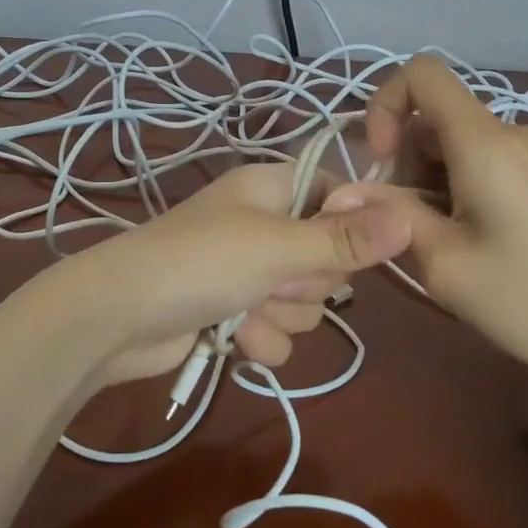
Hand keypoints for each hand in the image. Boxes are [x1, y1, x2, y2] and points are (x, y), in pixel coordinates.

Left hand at [61, 162, 413, 386]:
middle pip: (328, 257)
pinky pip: (278, 329)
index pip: (339, 196)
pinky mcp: (236, 312)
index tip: (353, 249)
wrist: (117, 319)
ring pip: (306, 301)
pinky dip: (260, 339)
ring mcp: (249, 270)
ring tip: (246, 309)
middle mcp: (264, 224)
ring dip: (282, 315)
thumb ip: (345, 239)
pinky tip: (236, 338)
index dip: (352, 225)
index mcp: (272, 188)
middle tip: (275, 279)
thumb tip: (410, 218)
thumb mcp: (278, 247)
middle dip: (306, 281)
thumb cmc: (200, 263)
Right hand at [350, 55, 527, 400]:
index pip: (422, 73)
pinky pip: (495, 163)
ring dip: (436, 182)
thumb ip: (391, 217)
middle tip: (411, 228)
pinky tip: (486, 243)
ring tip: (450, 245)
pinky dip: (468, 189)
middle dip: (408, 164)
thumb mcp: (446, 265)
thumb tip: (340, 194)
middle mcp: (517, 134)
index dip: (386, 105)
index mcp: (486, 143)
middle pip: (439, 120)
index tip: (382, 165)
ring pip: (464, 146)